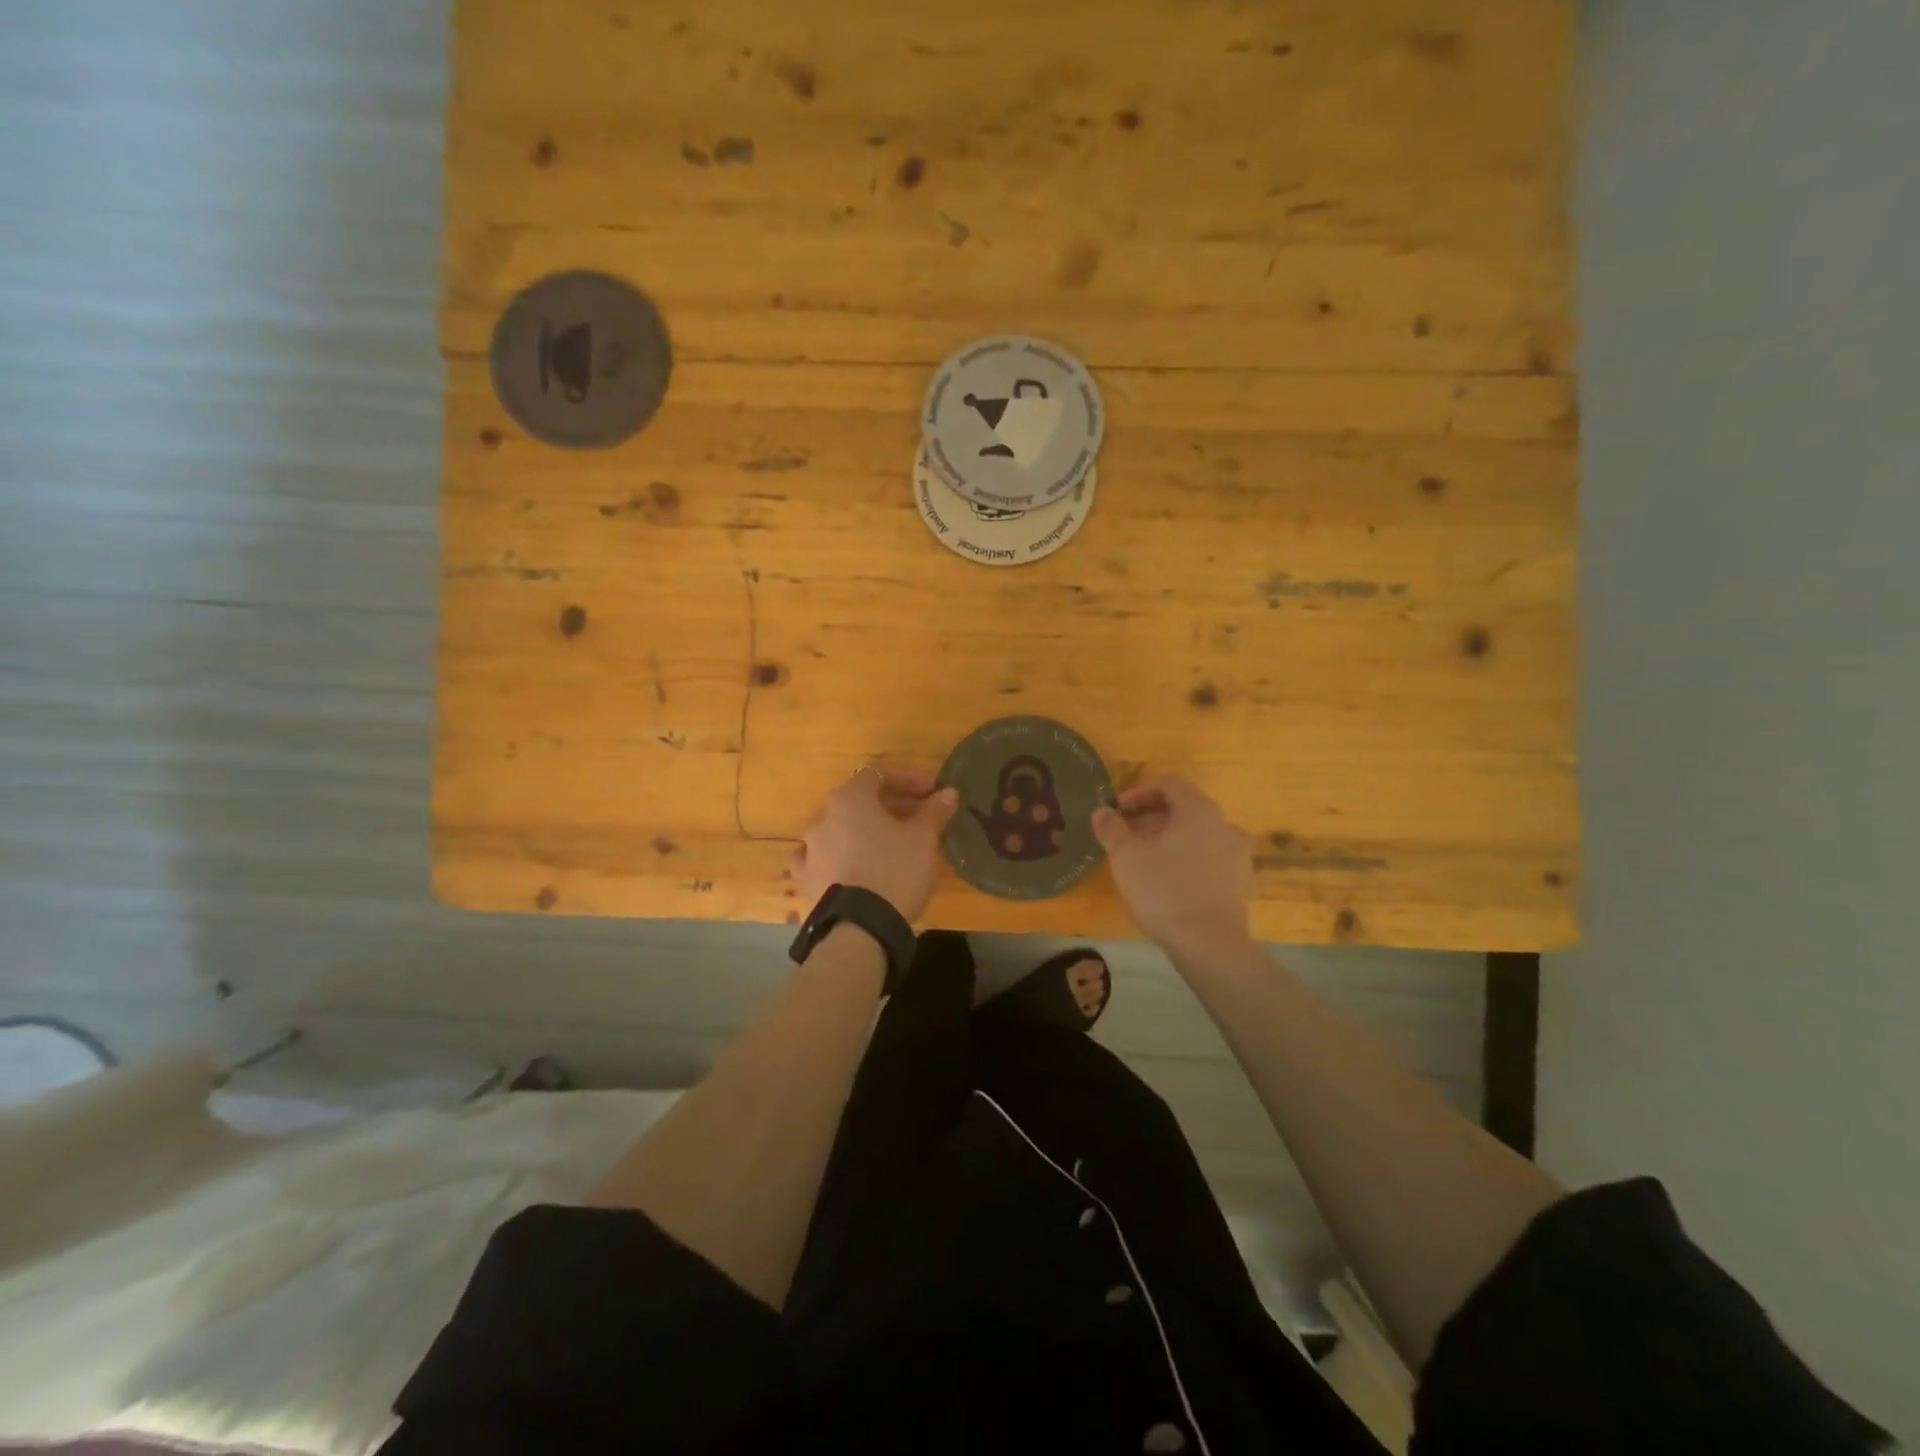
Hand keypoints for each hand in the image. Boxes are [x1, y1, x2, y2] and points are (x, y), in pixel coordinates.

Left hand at [789, 766, 958, 921]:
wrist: (861, 928)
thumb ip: (933, 811)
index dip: (908, 780)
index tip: (933, 792)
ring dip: (862, 832)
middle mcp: (822, 818)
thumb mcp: (923, 839)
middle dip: (889, 806)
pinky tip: (848, 867)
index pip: (879, 775)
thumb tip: (948, 792)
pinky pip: (820, 860)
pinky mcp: (805, 880)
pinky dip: (837, 858)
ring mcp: (809, 850)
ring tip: (886, 846)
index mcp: (849, 800)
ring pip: (839, 830)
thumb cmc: (895, 871)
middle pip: (858, 802)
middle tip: (917, 819)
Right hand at [1092, 774, 1254, 957]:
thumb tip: (1102, 812)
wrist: (1211, 945)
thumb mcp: (1126, 857)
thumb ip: (1112, 828)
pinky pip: (1209, 858)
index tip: (1117, 810)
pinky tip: (1168, 882)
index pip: (1169, 783)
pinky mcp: (1241, 882)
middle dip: (1151, 817)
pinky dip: (1187, 859)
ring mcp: (1238, 855)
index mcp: (1199, 810)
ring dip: (1169, 839)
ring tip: (1144, 860)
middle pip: (1184, 808)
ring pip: (1197, 834)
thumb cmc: (1164, 891)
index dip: (1139, 791)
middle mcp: (1225, 825)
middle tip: (1125, 836)